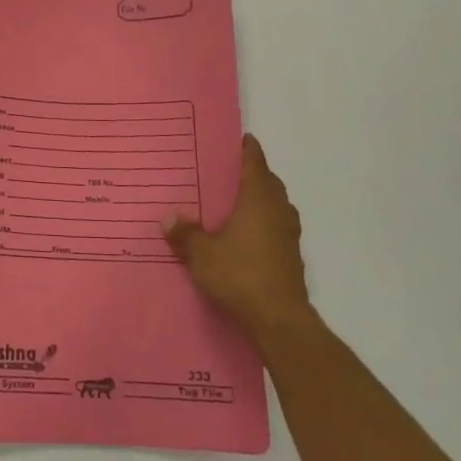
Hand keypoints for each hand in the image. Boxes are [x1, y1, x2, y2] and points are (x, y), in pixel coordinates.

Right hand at [163, 134, 311, 344]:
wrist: (279, 321)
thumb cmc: (240, 276)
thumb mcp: (202, 254)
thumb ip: (185, 233)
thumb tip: (169, 217)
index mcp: (258, 199)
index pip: (255, 162)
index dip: (247, 149)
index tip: (238, 139)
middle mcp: (278, 210)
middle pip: (269, 182)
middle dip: (252, 174)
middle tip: (226, 172)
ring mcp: (289, 234)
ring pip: (275, 205)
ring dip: (260, 200)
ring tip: (234, 203)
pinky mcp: (291, 257)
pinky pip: (276, 227)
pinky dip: (263, 223)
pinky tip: (245, 236)